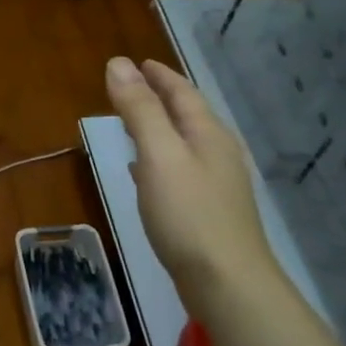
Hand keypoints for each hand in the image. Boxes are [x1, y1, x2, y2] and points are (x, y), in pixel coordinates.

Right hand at [105, 56, 278, 302]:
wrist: (227, 282)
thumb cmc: (189, 214)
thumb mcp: (159, 155)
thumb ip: (139, 110)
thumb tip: (119, 63)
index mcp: (208, 135)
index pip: (182, 93)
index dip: (160, 76)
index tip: (139, 63)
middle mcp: (218, 154)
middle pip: (188, 116)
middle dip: (162, 98)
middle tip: (135, 87)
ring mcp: (218, 185)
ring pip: (185, 144)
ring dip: (160, 129)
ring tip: (136, 124)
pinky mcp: (209, 212)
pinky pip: (181, 171)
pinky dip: (160, 161)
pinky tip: (145, 174)